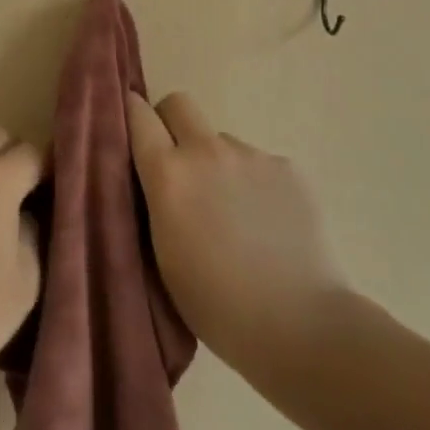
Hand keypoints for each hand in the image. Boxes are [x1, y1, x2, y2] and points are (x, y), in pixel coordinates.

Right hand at [126, 92, 351, 376]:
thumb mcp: (162, 254)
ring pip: (221, 141)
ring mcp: (252, 156)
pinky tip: (267, 224)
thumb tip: (157, 175)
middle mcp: (207, 151)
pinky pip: (258, 164)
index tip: (129, 131)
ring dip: (217, 164)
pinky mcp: (289, 169)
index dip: (130, 116)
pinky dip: (254, 184)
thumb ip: (155, 201)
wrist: (301, 325)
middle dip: (171, 123)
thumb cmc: (217, 304)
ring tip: (233, 214)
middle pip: (179, 103)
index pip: (137, 114)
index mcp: (168, 173)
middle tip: (177, 164)